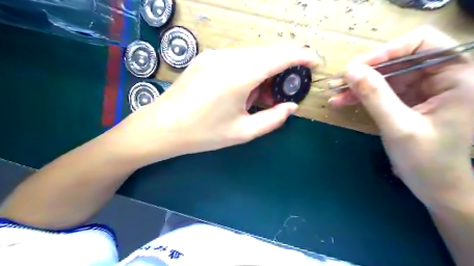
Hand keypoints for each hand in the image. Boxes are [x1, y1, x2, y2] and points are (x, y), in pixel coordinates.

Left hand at [109, 44, 319, 166]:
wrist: (163, 127)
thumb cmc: (203, 134)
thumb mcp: (242, 132)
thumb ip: (273, 119)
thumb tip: (291, 107)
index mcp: (239, 76)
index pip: (279, 56)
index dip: (302, 55)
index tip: (315, 62)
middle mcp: (228, 58)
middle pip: (267, 53)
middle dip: (283, 68)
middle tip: (284, 90)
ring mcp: (214, 55)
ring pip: (252, 55)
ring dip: (264, 71)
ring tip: (259, 96)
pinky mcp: (206, 57)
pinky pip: (237, 58)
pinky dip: (249, 70)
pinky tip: (242, 90)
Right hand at [331, 26, 473, 207]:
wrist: (434, 186)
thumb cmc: (426, 160)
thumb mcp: (399, 127)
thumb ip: (375, 96)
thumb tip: (350, 70)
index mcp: (458, 76)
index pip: (422, 43)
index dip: (387, 50)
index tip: (357, 67)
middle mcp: (442, 76)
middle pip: (398, 59)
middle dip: (366, 70)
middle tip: (338, 81)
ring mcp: (423, 88)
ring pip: (386, 75)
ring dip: (358, 84)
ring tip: (334, 92)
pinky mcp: (408, 100)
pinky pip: (382, 90)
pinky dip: (361, 95)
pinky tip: (342, 101)